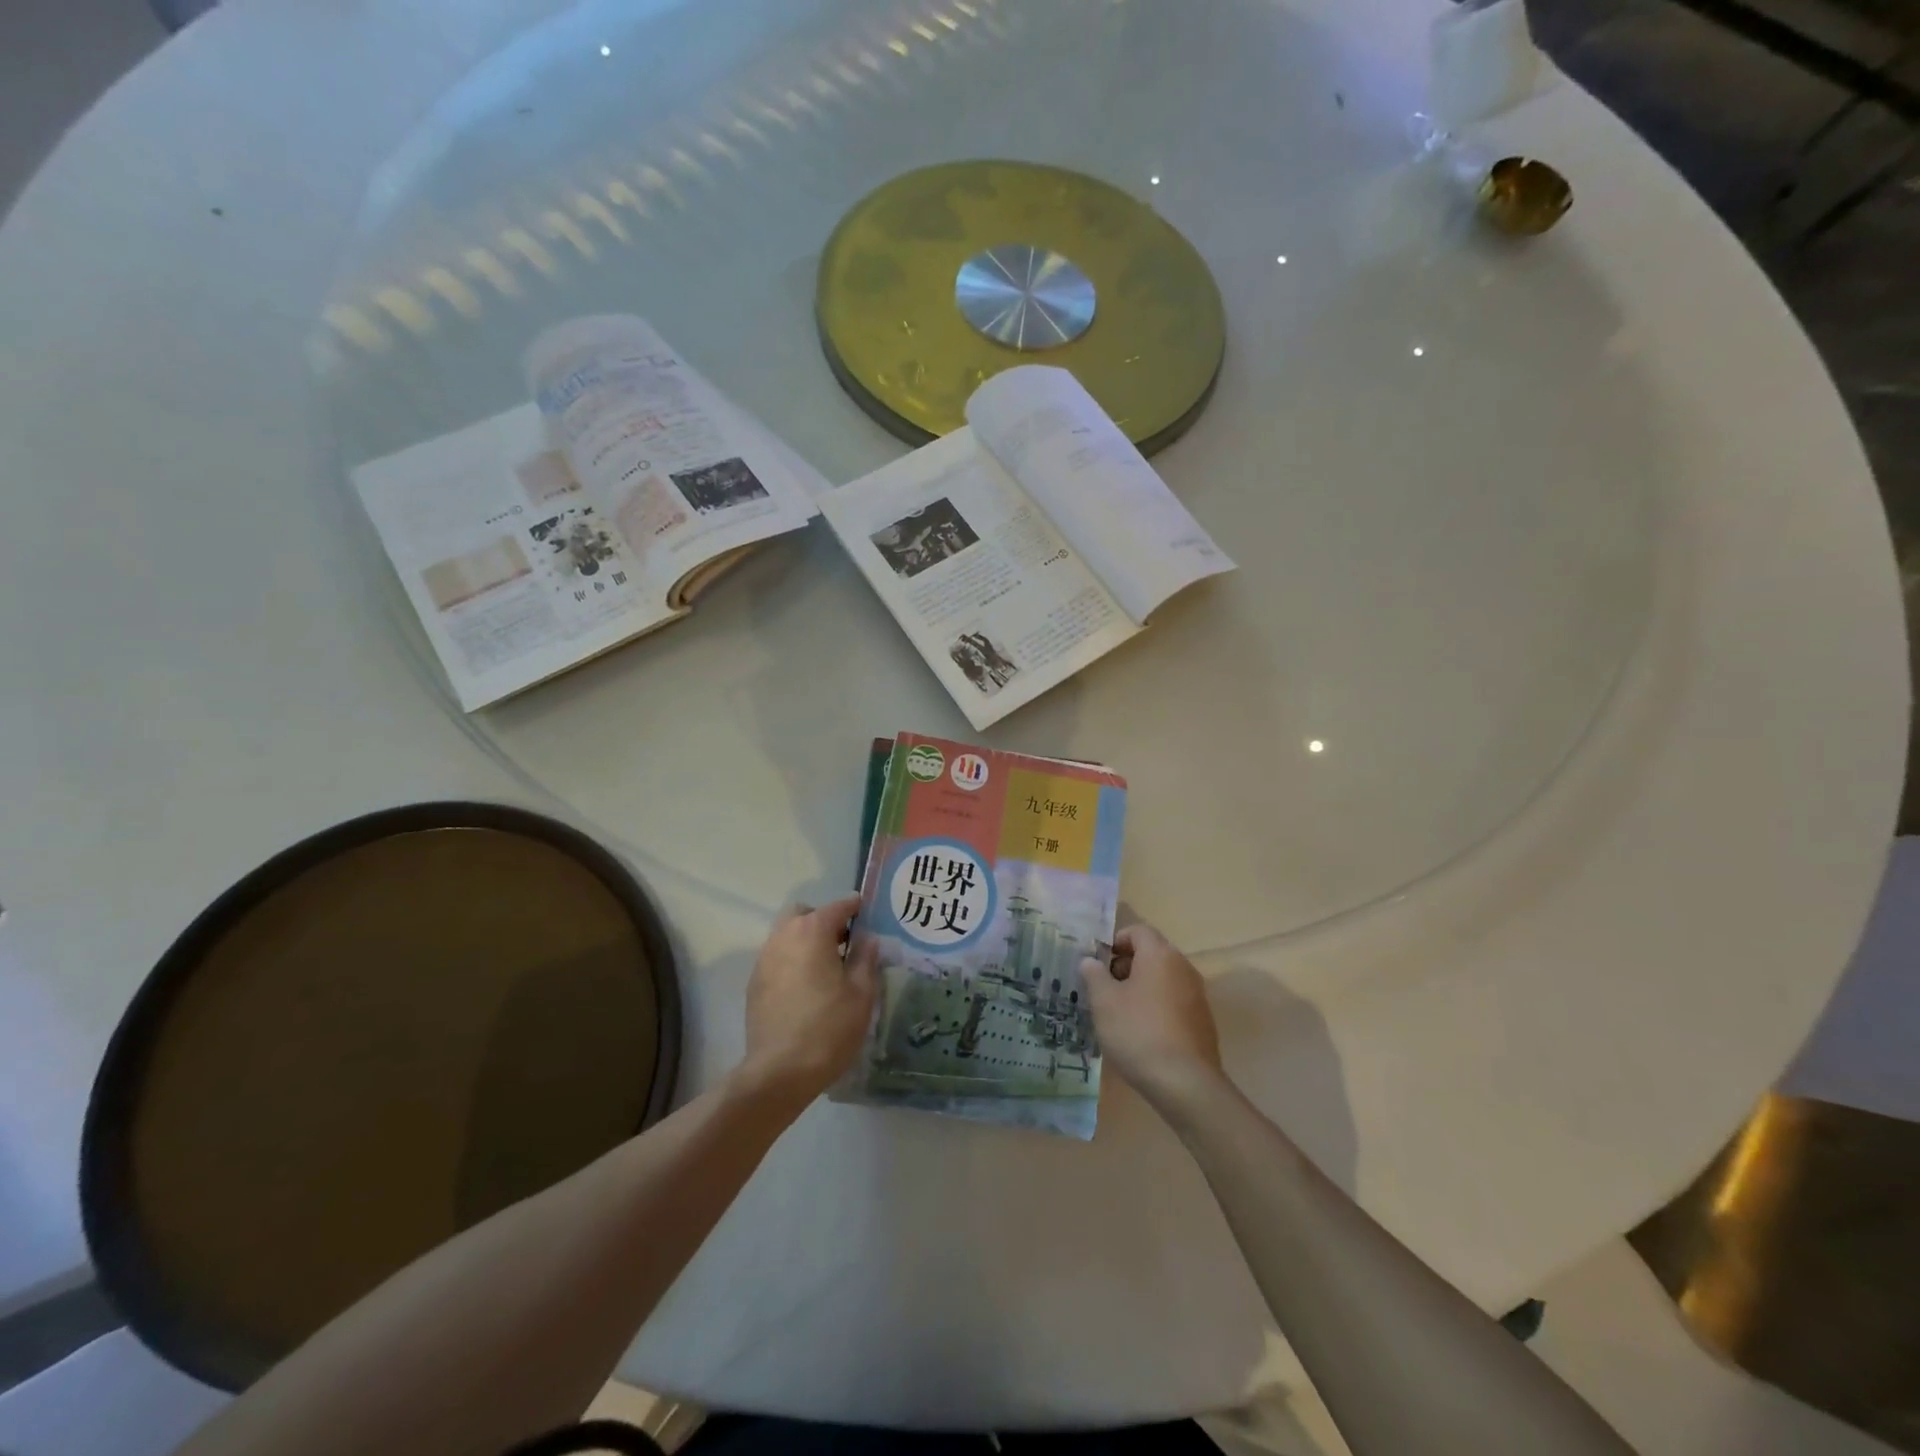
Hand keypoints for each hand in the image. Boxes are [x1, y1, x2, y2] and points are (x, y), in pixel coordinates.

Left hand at [739, 895, 878, 1106]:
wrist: (779, 1071)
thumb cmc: (829, 1028)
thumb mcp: (861, 993)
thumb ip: (865, 958)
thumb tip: (867, 939)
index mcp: (812, 931)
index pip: (837, 906)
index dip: (855, 908)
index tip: (868, 914)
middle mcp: (783, 937)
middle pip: (804, 914)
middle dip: (823, 921)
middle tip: (844, 944)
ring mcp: (764, 960)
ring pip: (786, 935)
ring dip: (806, 941)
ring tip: (826, 968)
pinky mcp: (754, 984)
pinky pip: (777, 959)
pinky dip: (792, 962)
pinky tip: (806, 989)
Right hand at [1083, 923, 1222, 1112]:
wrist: (1185, 1082)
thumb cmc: (1138, 1032)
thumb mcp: (1104, 1002)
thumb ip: (1094, 975)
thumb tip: (1090, 961)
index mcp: (1160, 955)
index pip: (1137, 931)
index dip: (1115, 941)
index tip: (1098, 963)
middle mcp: (1183, 967)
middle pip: (1151, 953)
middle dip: (1125, 965)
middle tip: (1103, 988)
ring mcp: (1197, 994)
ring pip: (1163, 978)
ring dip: (1140, 986)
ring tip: (1119, 1012)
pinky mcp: (1202, 1020)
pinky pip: (1174, 1000)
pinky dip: (1156, 1005)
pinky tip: (1142, 1032)